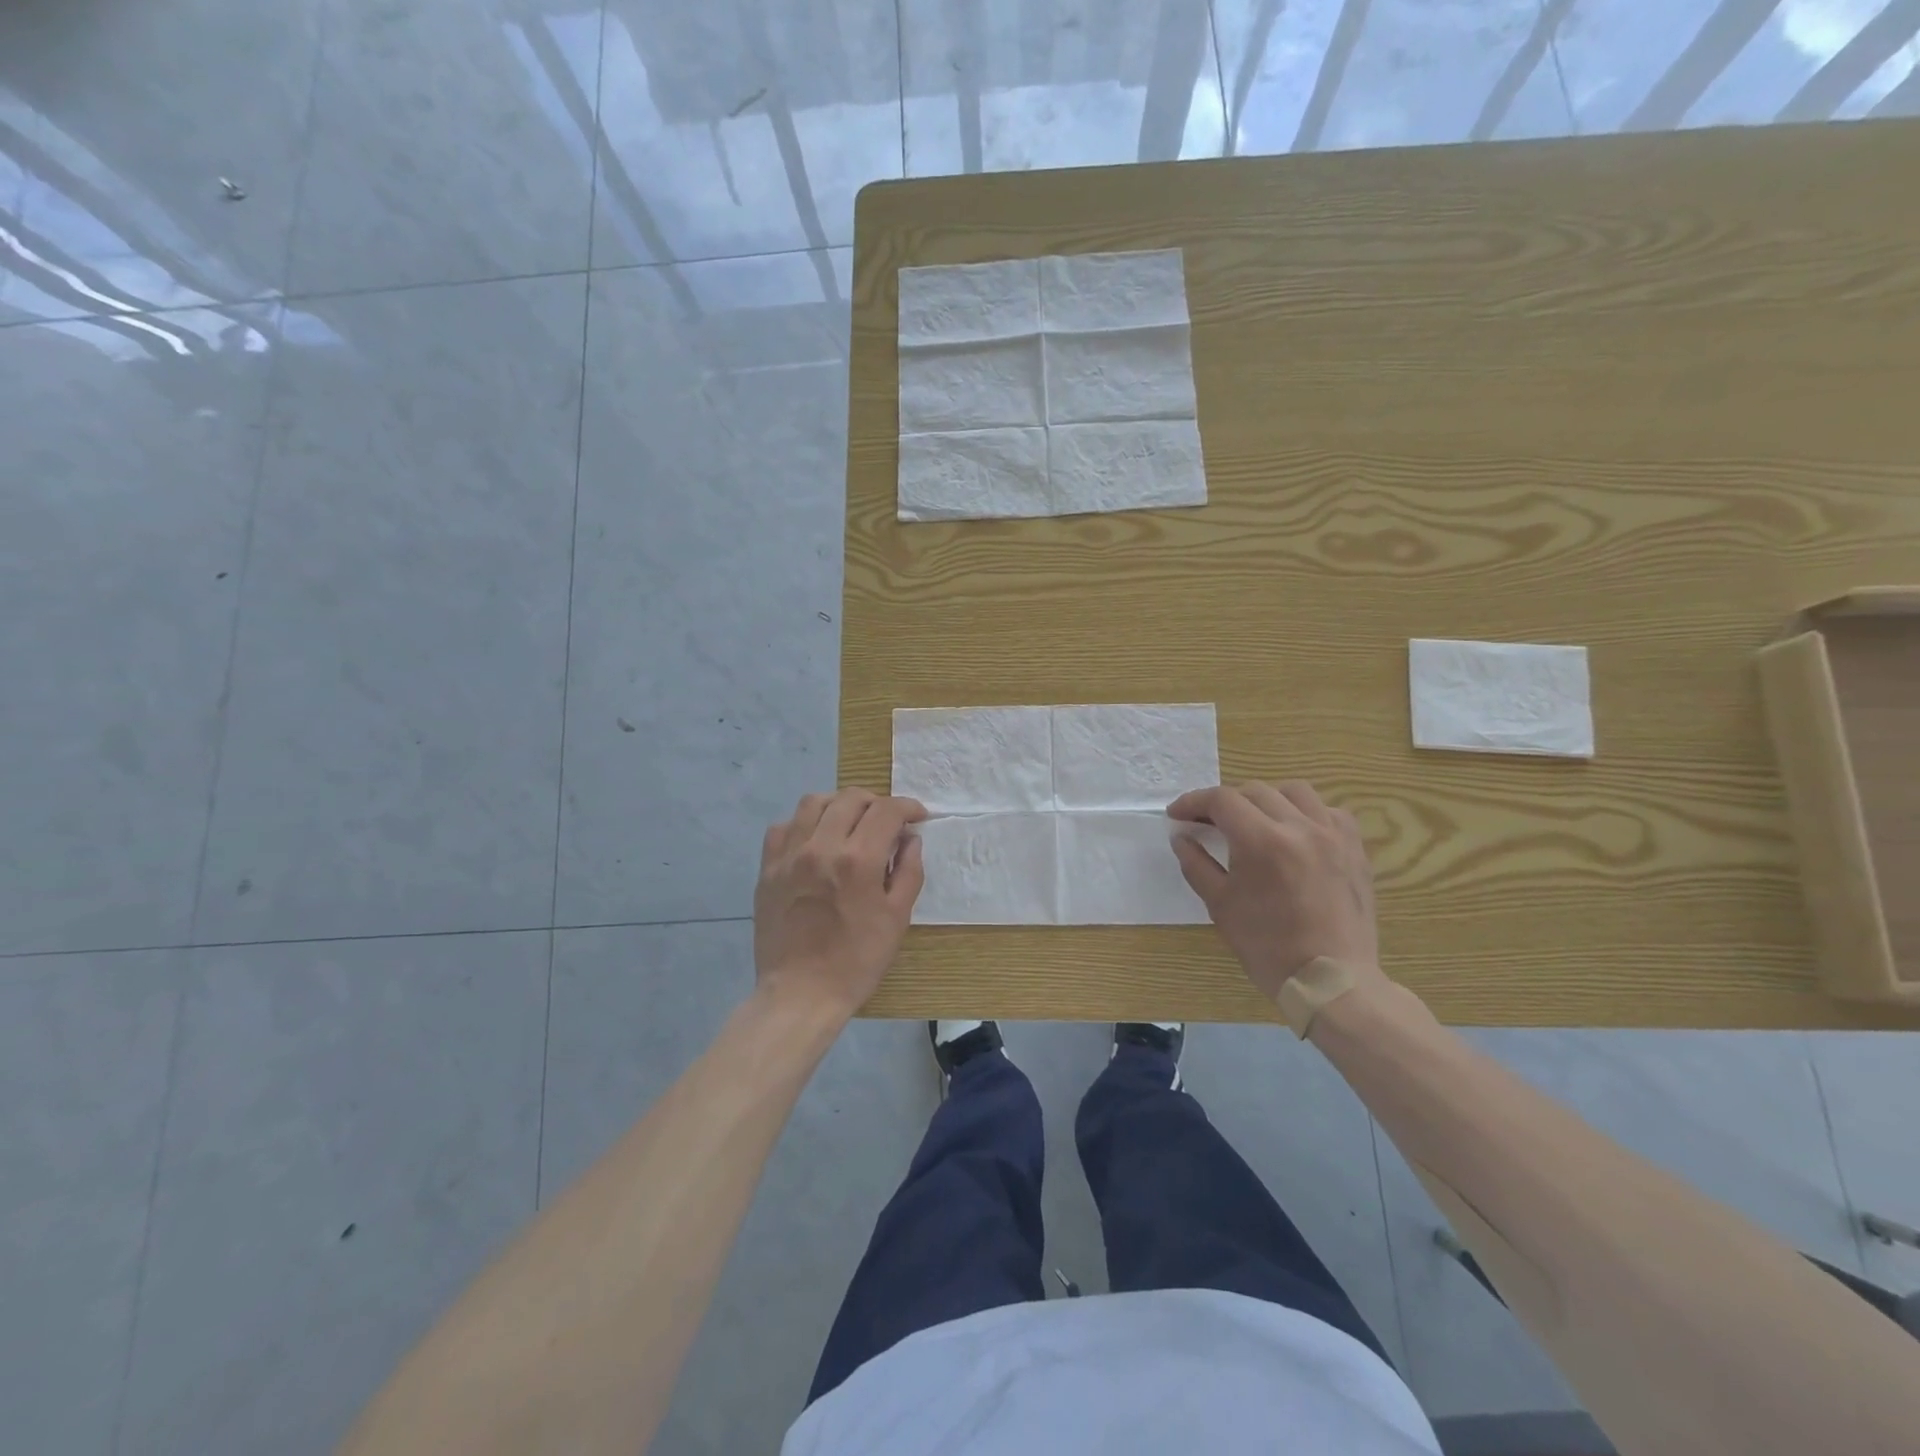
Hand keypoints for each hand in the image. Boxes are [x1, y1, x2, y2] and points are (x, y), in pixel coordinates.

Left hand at [753, 788, 926, 1017]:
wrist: (801, 993)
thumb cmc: (857, 961)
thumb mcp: (897, 918)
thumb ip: (909, 871)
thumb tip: (910, 839)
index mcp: (858, 860)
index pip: (887, 811)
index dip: (908, 807)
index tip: (917, 816)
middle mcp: (821, 847)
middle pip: (851, 798)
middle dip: (877, 803)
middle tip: (887, 822)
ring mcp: (789, 855)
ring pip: (814, 802)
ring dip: (839, 804)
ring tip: (850, 822)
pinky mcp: (768, 868)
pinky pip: (784, 826)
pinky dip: (804, 823)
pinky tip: (815, 840)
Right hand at [1168, 781, 1381, 1003]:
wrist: (1331, 980)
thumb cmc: (1268, 946)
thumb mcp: (1220, 905)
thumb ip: (1196, 863)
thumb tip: (1181, 836)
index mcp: (1262, 841)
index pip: (1221, 800)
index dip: (1193, 802)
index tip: (1177, 815)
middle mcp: (1300, 827)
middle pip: (1254, 791)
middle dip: (1224, 802)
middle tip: (1207, 822)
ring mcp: (1332, 835)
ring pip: (1294, 792)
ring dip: (1266, 799)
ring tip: (1254, 820)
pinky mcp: (1354, 848)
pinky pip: (1328, 811)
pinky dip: (1305, 813)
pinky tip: (1295, 833)